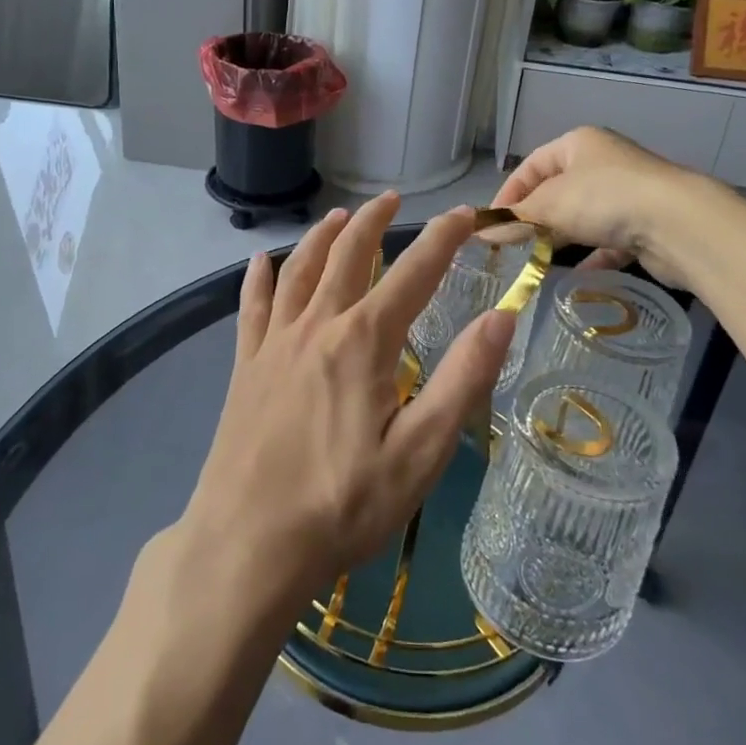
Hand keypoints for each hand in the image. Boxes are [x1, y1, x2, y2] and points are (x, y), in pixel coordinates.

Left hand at [179, 194, 514, 609]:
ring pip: (300, 270)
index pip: (414, 272)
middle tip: (392, 200)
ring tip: (339, 217)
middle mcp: (318, 326)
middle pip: (348, 255)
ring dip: (322, 237)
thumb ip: (462, 380)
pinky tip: (260, 260)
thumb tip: (501, 317)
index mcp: (364, 341)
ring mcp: (275, 343)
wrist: (248, 544)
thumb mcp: (421, 453)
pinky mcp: (245, 366)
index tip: (467, 215)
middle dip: (374, 222)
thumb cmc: (343, 504)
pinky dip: (257, 277)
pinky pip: (251, 307)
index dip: (444, 239)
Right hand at [491, 126, 694, 282]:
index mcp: (578, 144)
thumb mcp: (550, 205)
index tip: (492, 225)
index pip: (531, 166)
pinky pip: (610, 241)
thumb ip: (515, 219)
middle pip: (557, 191)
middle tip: (512, 246)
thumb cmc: (605, 199)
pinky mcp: (646, 225)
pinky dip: (592, 256)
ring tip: (538, 261)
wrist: (679, 224)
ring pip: (583, 216)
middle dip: (534, 218)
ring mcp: (628, 193)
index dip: (508, 194)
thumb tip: (480, 232)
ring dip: (562, 237)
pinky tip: (577, 275)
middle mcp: (603, 162)